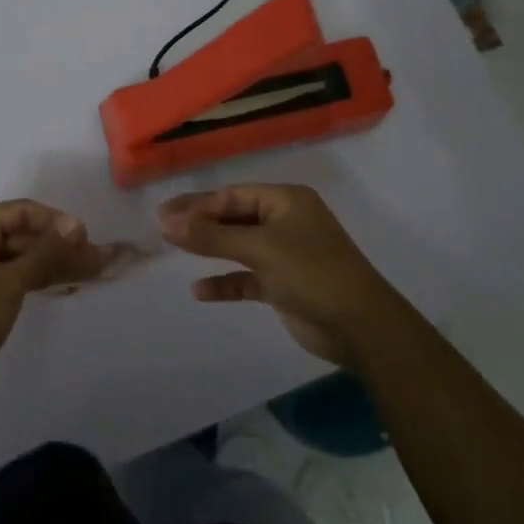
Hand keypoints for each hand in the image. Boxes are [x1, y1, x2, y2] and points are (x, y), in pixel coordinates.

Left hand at [0, 199, 113, 406]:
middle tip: (96, 260)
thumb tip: (76, 226)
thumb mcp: (9, 283)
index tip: (86, 240)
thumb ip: (45, 253)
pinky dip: (36, 279)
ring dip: (52, 264)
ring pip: (20, 256)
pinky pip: (12, 275)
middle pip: (23, 233)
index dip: (57, 222)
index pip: (23, 211)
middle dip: (59, 246)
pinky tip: (64, 285)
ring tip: (91, 273)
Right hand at [159, 184, 405, 367]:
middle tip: (161, 226)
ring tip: (173, 247)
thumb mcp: (259, 249)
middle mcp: (285, 221)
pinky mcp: (284, 285)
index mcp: (286, 201)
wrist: (361, 327)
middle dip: (200, 222)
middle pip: (233, 217)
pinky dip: (226, 282)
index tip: (164, 215)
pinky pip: (246, 277)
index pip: (233, 195)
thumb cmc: (311, 272)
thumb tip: (168, 222)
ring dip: (209, 249)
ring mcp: (285, 253)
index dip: (198, 204)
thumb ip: (212, 236)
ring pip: (238, 246)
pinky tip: (200, 290)